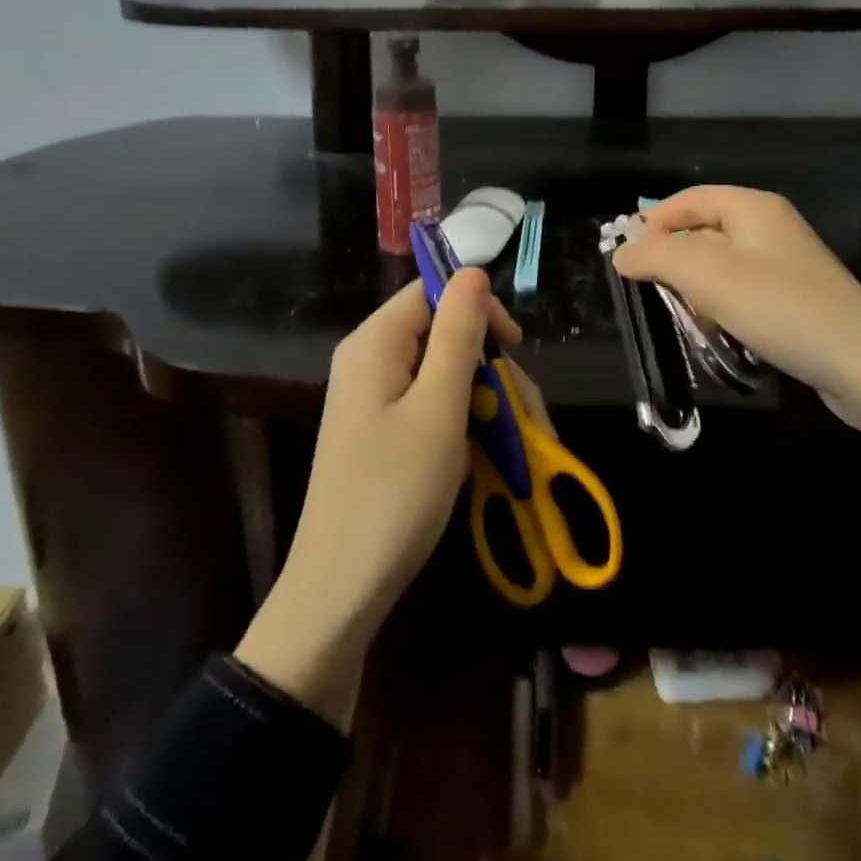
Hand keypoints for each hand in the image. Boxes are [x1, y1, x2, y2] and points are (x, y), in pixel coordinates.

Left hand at [235, 271, 517, 722]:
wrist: (340, 590)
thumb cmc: (395, 493)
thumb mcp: (439, 408)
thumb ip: (458, 333)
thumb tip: (473, 271)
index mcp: (375, 342)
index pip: (434, 291)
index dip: (479, 310)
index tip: (515, 349)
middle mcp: (369, 358)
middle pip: (441, 332)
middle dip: (487, 365)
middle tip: (520, 412)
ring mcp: (372, 396)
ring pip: (442, 372)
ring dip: (482, 399)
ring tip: (509, 444)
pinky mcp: (379, 429)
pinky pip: (429, 403)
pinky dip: (461, 421)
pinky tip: (481, 456)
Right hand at [609, 186, 860, 476]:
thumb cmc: (779, 308)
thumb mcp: (707, 276)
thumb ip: (657, 257)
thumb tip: (621, 252)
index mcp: (752, 207)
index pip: (689, 199)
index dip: (653, 221)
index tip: (625, 255)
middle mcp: (769, 227)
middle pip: (703, 231)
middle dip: (673, 260)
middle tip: (650, 290)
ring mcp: (784, 264)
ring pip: (720, 266)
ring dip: (696, 289)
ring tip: (684, 316)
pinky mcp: (793, 298)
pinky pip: (742, 292)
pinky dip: (721, 307)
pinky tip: (718, 333)